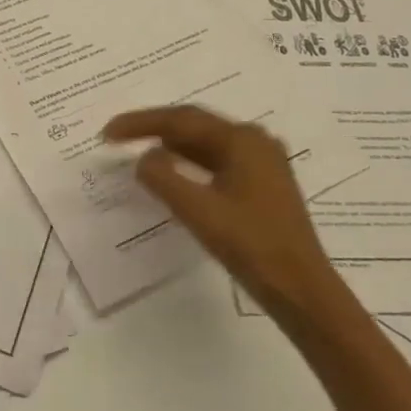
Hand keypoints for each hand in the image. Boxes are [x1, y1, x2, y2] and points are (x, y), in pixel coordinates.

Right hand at [103, 105, 339, 318]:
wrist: (302, 291)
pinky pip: (217, 161)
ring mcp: (263, 163)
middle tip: (117, 137)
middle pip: (194, 125)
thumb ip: (163, 178)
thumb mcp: (198, 211)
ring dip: (171, 146)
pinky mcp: (263, 185)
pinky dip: (189, 163)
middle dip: (154, 128)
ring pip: (206, 143)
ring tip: (138, 150)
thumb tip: (144, 158)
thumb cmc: (251, 246)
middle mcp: (255, 142)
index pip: (180, 120)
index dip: (140, 123)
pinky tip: (173, 173)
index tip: (107, 132)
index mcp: (242, 140)